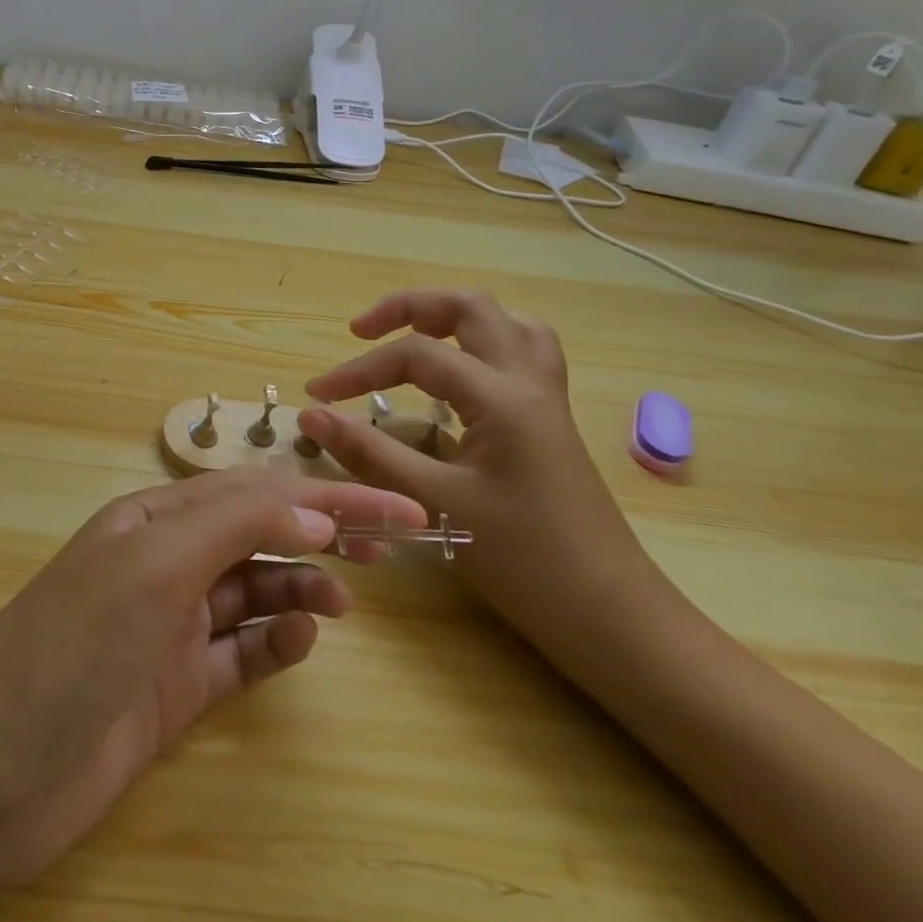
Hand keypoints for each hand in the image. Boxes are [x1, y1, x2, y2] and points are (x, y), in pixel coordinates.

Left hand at [0, 467, 424, 886]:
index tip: (395, 509)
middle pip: (260, 535)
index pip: (256, 492)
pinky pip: (241, 653)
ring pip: (255, 592)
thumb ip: (235, 526)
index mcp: (154, 519)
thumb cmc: (73, 643)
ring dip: (301, 588)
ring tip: (342, 603)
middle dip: (322, 533)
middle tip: (389, 548)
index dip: (326, 495)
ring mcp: (171, 627)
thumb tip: (315, 509)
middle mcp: (165, 563)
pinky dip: (274, 644)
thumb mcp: (153, 564)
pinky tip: (297, 644)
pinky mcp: (176, 688)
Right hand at [297, 289, 667, 650]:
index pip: (416, 355)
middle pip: (470, 307)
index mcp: (501, 398)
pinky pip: (522, 354)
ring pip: (506, 323)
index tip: (317, 395)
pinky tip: (461, 375)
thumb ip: (371, 453)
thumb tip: (311, 415)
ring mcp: (547, 398)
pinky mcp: (551, 420)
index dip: (358, 369)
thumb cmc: (525, 561)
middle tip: (362, 331)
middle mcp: (528, 382)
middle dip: (409, 307)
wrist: (611, 614)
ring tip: (413, 336)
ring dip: (454, 318)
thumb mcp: (438, 503)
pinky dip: (484, 345)